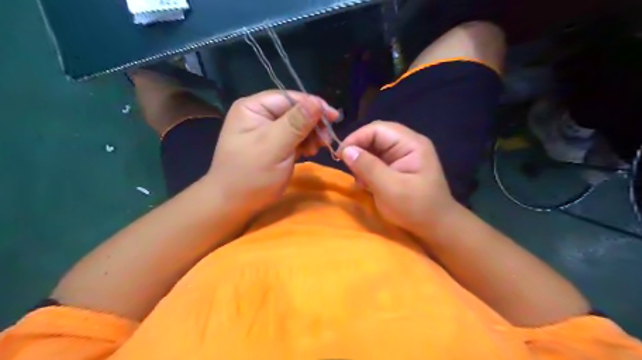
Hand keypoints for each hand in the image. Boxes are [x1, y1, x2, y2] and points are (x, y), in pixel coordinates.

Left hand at [210, 90, 340, 215]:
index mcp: (253, 108)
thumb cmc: (251, 175)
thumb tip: (317, 102)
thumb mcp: (274, 147)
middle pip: (295, 111)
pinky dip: (305, 143)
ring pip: (297, 125)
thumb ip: (296, 123)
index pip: (289, 98)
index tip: (334, 118)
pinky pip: (295, 138)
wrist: (234, 204)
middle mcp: (260, 115)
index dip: (313, 105)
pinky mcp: (274, 145)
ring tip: (317, 149)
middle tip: (326, 140)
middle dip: (312, 123)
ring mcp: (267, 131)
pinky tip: (311, 151)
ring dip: (311, 134)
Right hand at [340, 121, 456, 235]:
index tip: (341, 155)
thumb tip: (346, 150)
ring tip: (359, 180)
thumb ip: (368, 167)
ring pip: (374, 148)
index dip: (357, 138)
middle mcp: (407, 144)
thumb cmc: (416, 208)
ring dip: (362, 161)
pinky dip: (367, 169)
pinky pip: (377, 159)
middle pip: (375, 136)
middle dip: (359, 149)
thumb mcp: (390, 189)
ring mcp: (403, 155)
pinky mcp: (398, 166)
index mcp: (411, 144)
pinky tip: (366, 183)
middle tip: (348, 167)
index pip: (378, 129)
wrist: (436, 227)